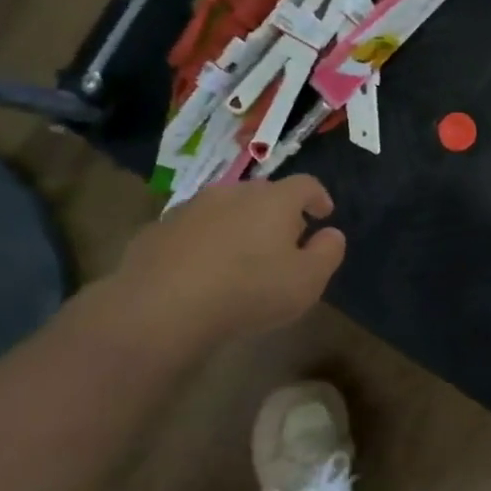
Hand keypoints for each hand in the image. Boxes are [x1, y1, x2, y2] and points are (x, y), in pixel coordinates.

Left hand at [110, 175, 345, 344]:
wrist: (163, 305)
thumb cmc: (250, 290)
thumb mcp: (308, 280)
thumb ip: (328, 253)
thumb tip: (331, 234)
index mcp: (274, 200)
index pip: (305, 185)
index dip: (319, 197)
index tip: (324, 215)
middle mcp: (232, 193)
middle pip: (263, 194)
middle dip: (278, 213)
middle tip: (285, 241)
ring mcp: (191, 208)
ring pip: (226, 209)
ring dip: (239, 226)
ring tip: (242, 257)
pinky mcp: (158, 229)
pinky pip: (194, 230)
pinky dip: (206, 242)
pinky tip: (204, 271)